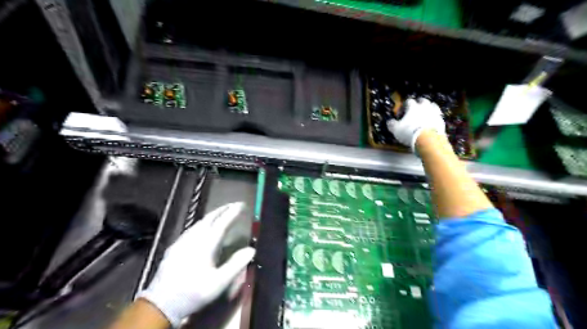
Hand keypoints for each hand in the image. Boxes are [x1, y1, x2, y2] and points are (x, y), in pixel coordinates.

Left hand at [139, 202, 257, 327]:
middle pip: (209, 218)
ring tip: (222, 213)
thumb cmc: (193, 293)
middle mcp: (193, 238)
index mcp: (206, 245)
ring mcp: (182, 241)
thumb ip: (236, 264)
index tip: (242, 205)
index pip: (222, 223)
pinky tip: (203, 227)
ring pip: (199, 222)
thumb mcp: (218, 283)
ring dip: (213, 215)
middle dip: (223, 209)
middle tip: (233, 205)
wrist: (161, 304)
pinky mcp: (175, 247)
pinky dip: (203, 223)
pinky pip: (192, 228)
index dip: (232, 212)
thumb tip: (251, 249)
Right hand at [389, 98, 448, 152]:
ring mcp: (434, 112)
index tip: (401, 115)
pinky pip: (437, 116)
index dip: (403, 107)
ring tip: (423, 116)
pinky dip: (433, 118)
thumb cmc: (409, 132)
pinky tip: (430, 123)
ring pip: (432, 106)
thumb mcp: (395, 129)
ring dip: (427, 109)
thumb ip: (392, 124)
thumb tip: (390, 122)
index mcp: (413, 106)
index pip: (408, 101)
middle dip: (417, 104)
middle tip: (413, 111)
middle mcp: (424, 106)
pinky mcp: (441, 120)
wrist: (428, 139)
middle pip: (422, 100)